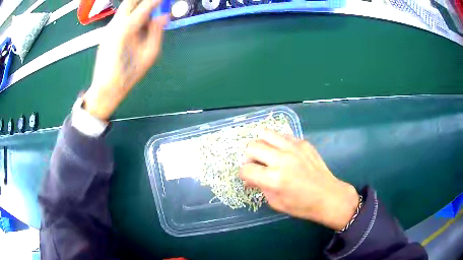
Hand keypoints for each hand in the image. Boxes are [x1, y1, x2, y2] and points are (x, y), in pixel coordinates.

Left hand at [83, 0, 167, 120]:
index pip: (145, 6)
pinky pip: (121, 16)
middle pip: (129, 1)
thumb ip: (157, 32)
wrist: (105, 88)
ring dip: (137, 6)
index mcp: (126, 29)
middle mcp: (115, 24)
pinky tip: (138, 23)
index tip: (164, 0)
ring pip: (124, 8)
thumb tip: (164, 16)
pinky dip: (131, 14)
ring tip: (149, 13)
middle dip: (143, 0)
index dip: (156, 1)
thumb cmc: (128, 75)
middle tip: (155, 3)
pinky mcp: (106, 33)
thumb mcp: (149, 55)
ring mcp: (109, 28)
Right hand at [240, 130, 358, 230]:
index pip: (246, 169)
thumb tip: (250, 177)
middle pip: (252, 147)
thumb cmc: (302, 205)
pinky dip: (277, 143)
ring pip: (265, 133)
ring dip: (261, 144)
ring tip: (266, 154)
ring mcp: (293, 148)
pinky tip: (283, 153)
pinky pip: (282, 136)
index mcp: (274, 179)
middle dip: (249, 157)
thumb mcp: (276, 202)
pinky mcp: (303, 143)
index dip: (243, 174)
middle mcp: (281, 159)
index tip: (249, 177)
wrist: (329, 196)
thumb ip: (260, 187)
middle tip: (256, 165)